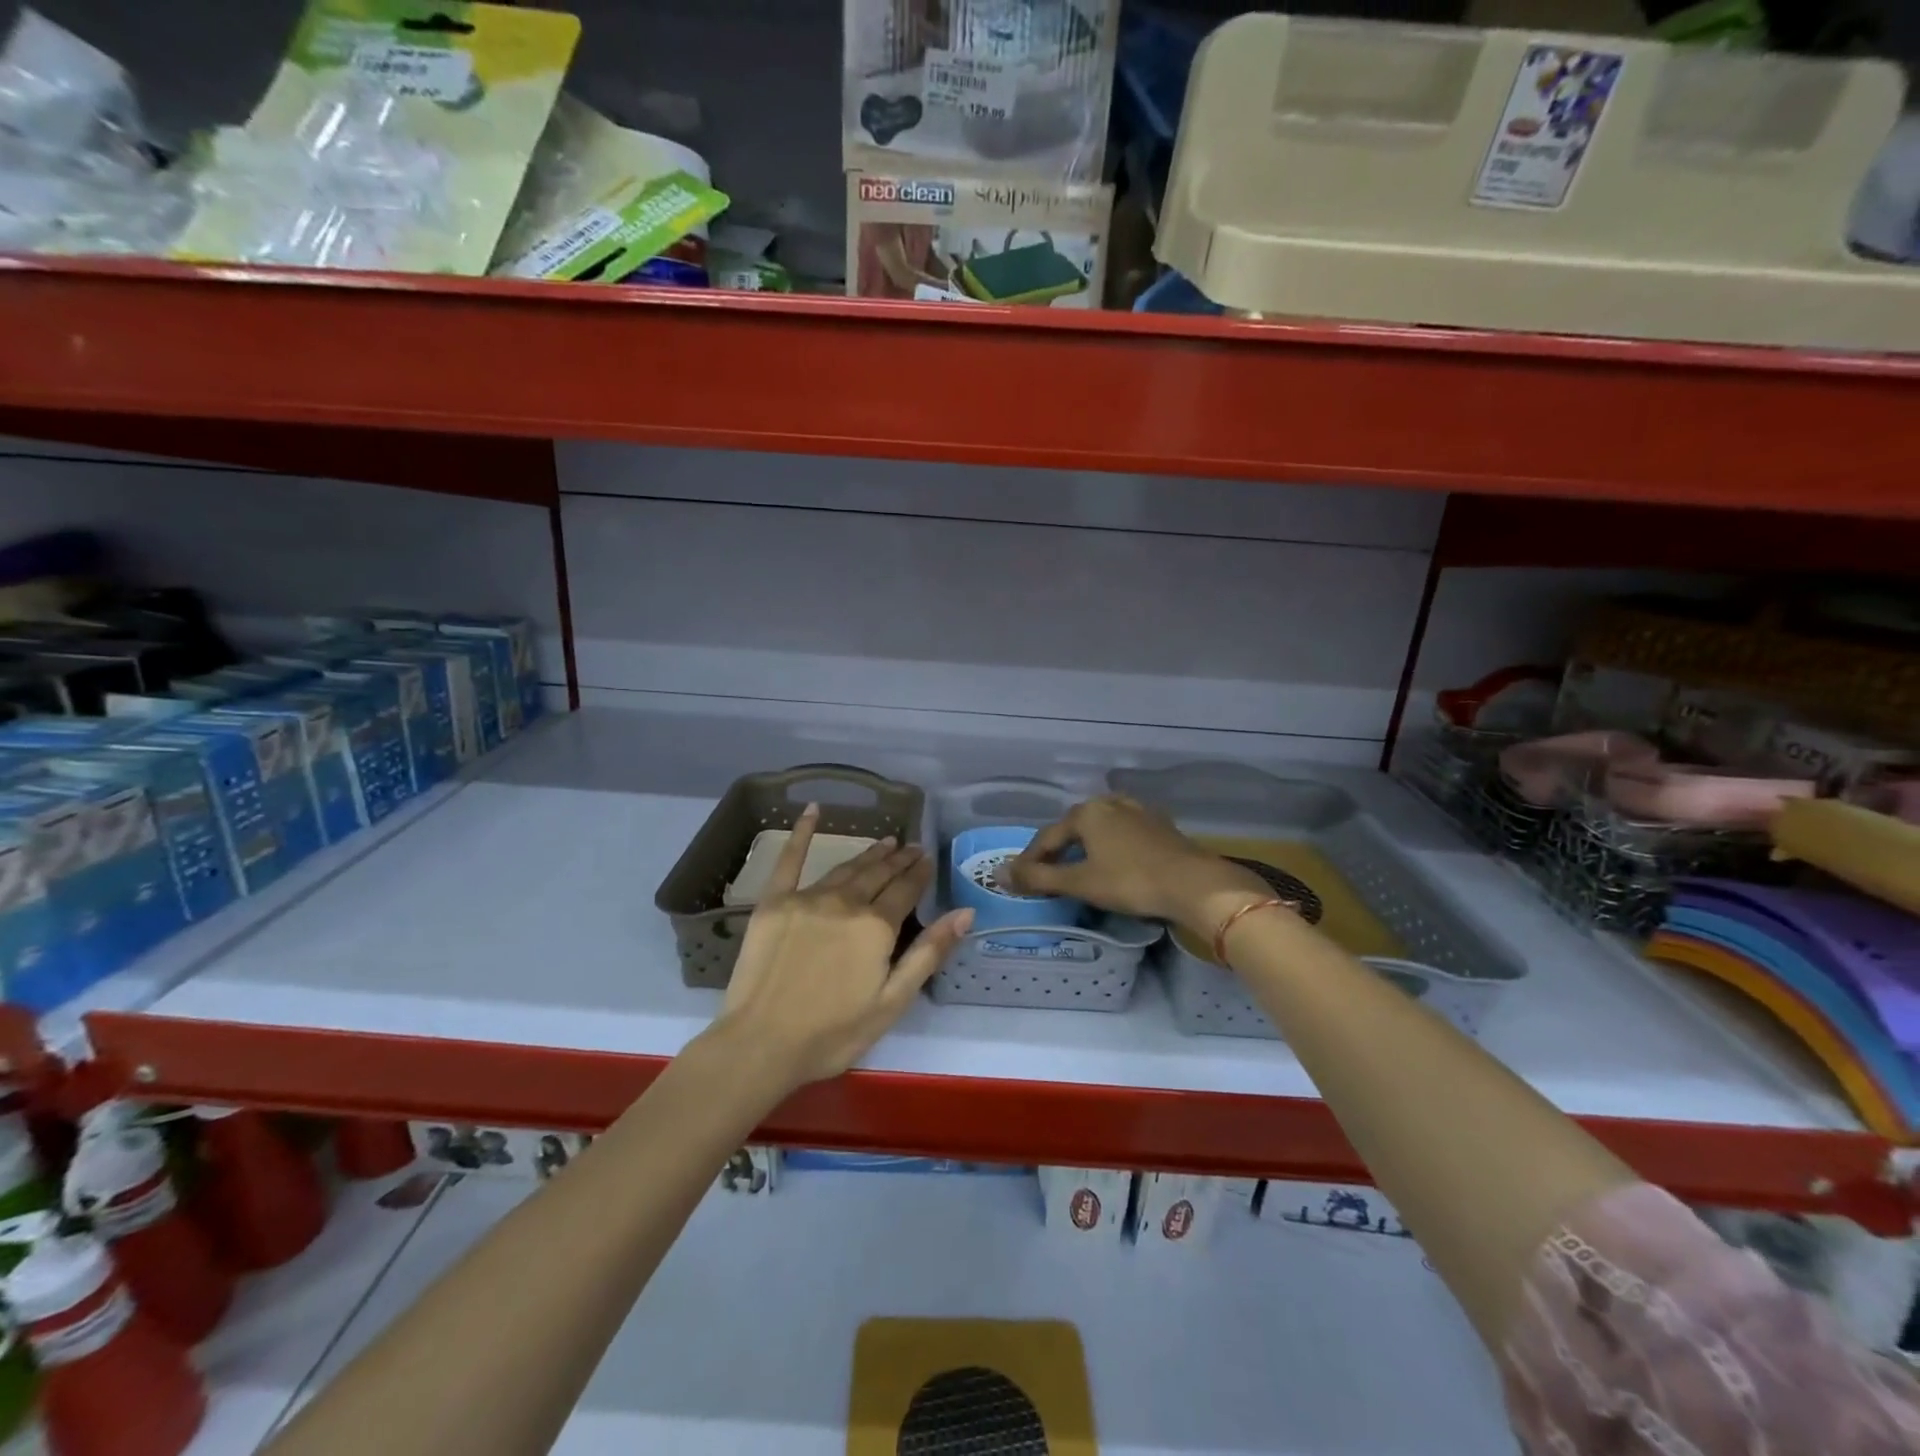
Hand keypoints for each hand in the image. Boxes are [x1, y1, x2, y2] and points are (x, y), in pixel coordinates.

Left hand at [712, 806, 972, 1090]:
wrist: (761, 1045)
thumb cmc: (833, 1033)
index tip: (928, 858)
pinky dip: (801, 833)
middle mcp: (844, 902)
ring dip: (868, 854)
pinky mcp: (773, 903)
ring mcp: (806, 898)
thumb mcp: (893, 1002)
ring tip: (884, 842)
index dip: (919, 873)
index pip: (905, 891)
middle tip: (911, 847)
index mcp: (875, 927)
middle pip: (877, 874)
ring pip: (845, 868)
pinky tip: (812, 810)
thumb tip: (965, 913)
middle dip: (898, 859)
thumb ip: (929, 953)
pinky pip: (789, 860)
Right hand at [1005, 795, 1269, 935]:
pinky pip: (1121, 834)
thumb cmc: (1130, 881)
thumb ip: (1038, 878)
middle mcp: (1109, 802)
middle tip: (1046, 877)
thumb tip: (999, 874)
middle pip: (1072, 829)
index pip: (1046, 838)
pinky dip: (1109, 849)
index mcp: (1086, 812)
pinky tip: (1112, 864)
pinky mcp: (1159, 825)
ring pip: (1099, 830)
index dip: (1029, 861)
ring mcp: (1137, 811)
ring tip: (1077, 871)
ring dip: (1084, 850)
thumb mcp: (1079, 882)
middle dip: (1057, 853)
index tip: (1019, 882)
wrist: (1194, 884)